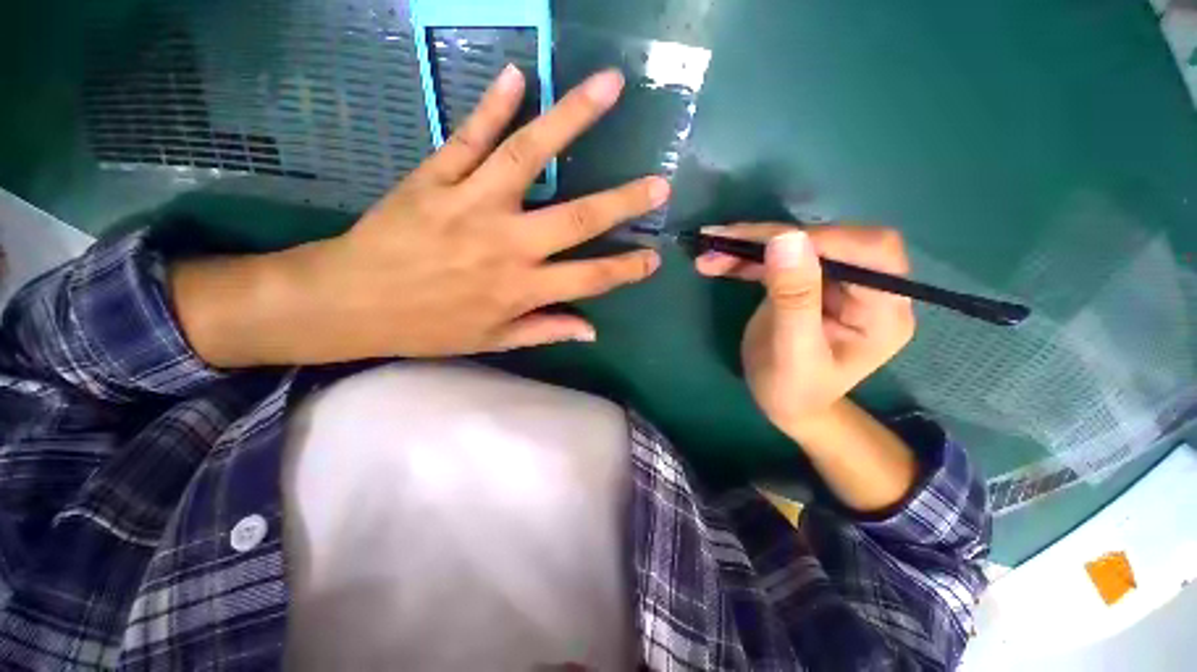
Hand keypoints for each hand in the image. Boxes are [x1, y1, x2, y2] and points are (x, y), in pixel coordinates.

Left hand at [173, 66, 668, 366]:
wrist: (351, 303)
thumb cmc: (428, 327)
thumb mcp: (492, 340)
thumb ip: (544, 330)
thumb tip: (591, 330)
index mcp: (521, 289)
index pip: (590, 278)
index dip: (626, 269)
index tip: (654, 258)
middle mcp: (507, 244)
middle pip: (578, 217)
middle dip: (624, 201)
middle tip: (659, 183)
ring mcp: (472, 204)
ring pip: (530, 156)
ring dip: (572, 118)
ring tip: (609, 86)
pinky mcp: (435, 177)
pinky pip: (469, 136)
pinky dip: (493, 105)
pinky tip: (518, 75)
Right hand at [695, 224, 915, 436]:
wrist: (785, 405)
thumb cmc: (794, 391)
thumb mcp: (792, 353)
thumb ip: (794, 299)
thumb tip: (786, 238)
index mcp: (883, 311)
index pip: (871, 253)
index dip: (822, 239)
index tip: (766, 244)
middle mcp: (866, 288)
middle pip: (829, 240)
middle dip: (773, 238)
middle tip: (722, 242)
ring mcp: (833, 282)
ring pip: (797, 244)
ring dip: (750, 245)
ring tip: (709, 253)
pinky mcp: (805, 281)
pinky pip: (778, 258)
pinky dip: (745, 257)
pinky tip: (716, 260)